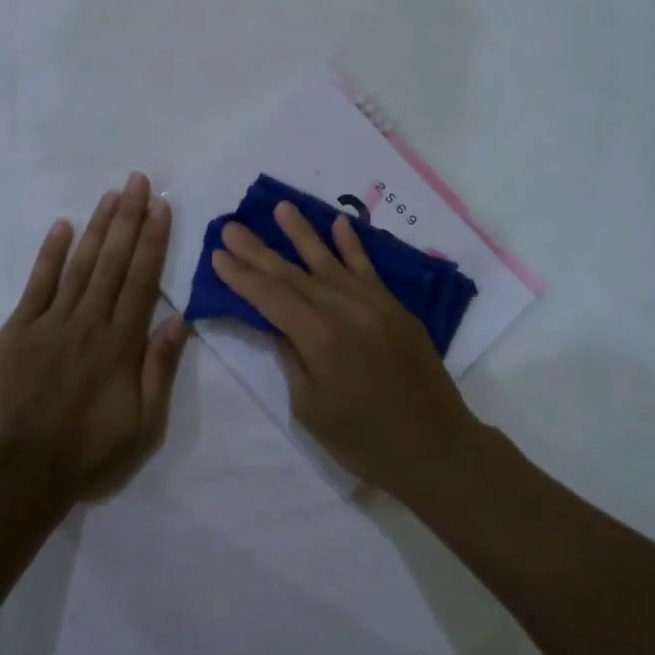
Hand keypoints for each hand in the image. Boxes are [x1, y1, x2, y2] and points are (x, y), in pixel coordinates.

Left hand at [0, 173, 189, 500]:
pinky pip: (37, 284)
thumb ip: (160, 369)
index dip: (153, 240)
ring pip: (79, 264)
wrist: (19, 475)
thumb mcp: (144, 425)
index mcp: (121, 344)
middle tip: (137, 181)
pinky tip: (62, 226)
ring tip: (110, 194)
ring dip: (97, 227)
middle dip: (128, 218)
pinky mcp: (18, 331)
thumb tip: (179, 319)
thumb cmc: (89, 452)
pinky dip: (50, 253)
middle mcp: (88, 322)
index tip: (161, 206)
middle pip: (112, 261)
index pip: (142, 280)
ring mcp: (50, 323)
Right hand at [209, 202, 481, 496]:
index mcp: (320, 337)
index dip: (241, 276)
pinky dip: (352, 246)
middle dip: (259, 250)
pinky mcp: (395, 308)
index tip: (217, 254)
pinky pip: (369, 269)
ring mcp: (375, 304)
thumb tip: (279, 324)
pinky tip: (339, 223)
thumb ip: (293, 357)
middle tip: (231, 226)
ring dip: (302, 233)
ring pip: (330, 262)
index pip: (271, 296)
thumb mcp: (311, 407)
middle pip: (293, 273)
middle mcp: (346, 309)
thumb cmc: (364, 441)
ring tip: (280, 207)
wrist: (437, 447)